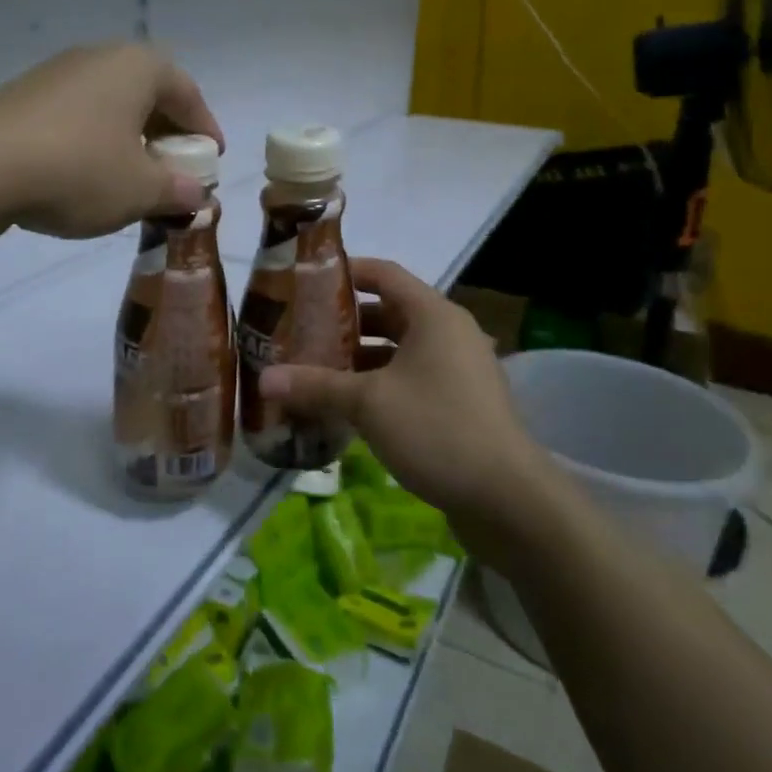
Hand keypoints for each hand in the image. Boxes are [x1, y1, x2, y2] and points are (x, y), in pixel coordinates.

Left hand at [0, 43, 224, 240]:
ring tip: (132, 178)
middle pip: (147, 94)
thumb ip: (178, 191)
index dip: (205, 129)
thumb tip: (198, 196)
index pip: (187, 93)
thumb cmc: (78, 171)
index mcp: (137, 67)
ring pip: (110, 106)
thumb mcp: (140, 190)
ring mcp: (55, 74)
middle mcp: (98, 58)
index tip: (211, 161)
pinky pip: (76, 117)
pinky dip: (94, 142)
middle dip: (166, 134)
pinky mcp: (22, 98)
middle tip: (175, 169)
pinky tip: (86, 178)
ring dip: (129, 139)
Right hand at [258, 259, 539, 525]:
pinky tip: (346, 408)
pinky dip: (379, 386)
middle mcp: (449, 334)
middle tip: (299, 333)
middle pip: (388, 313)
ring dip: (359, 360)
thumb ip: (316, 386)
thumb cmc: (437, 429)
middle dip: (344, 323)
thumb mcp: (368, 404)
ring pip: (398, 351)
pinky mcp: (460, 404)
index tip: (305, 282)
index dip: (344, 272)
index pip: (383, 274)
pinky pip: (411, 380)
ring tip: (313, 371)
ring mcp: (458, 370)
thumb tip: (263, 379)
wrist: (508, 498)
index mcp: (433, 315)